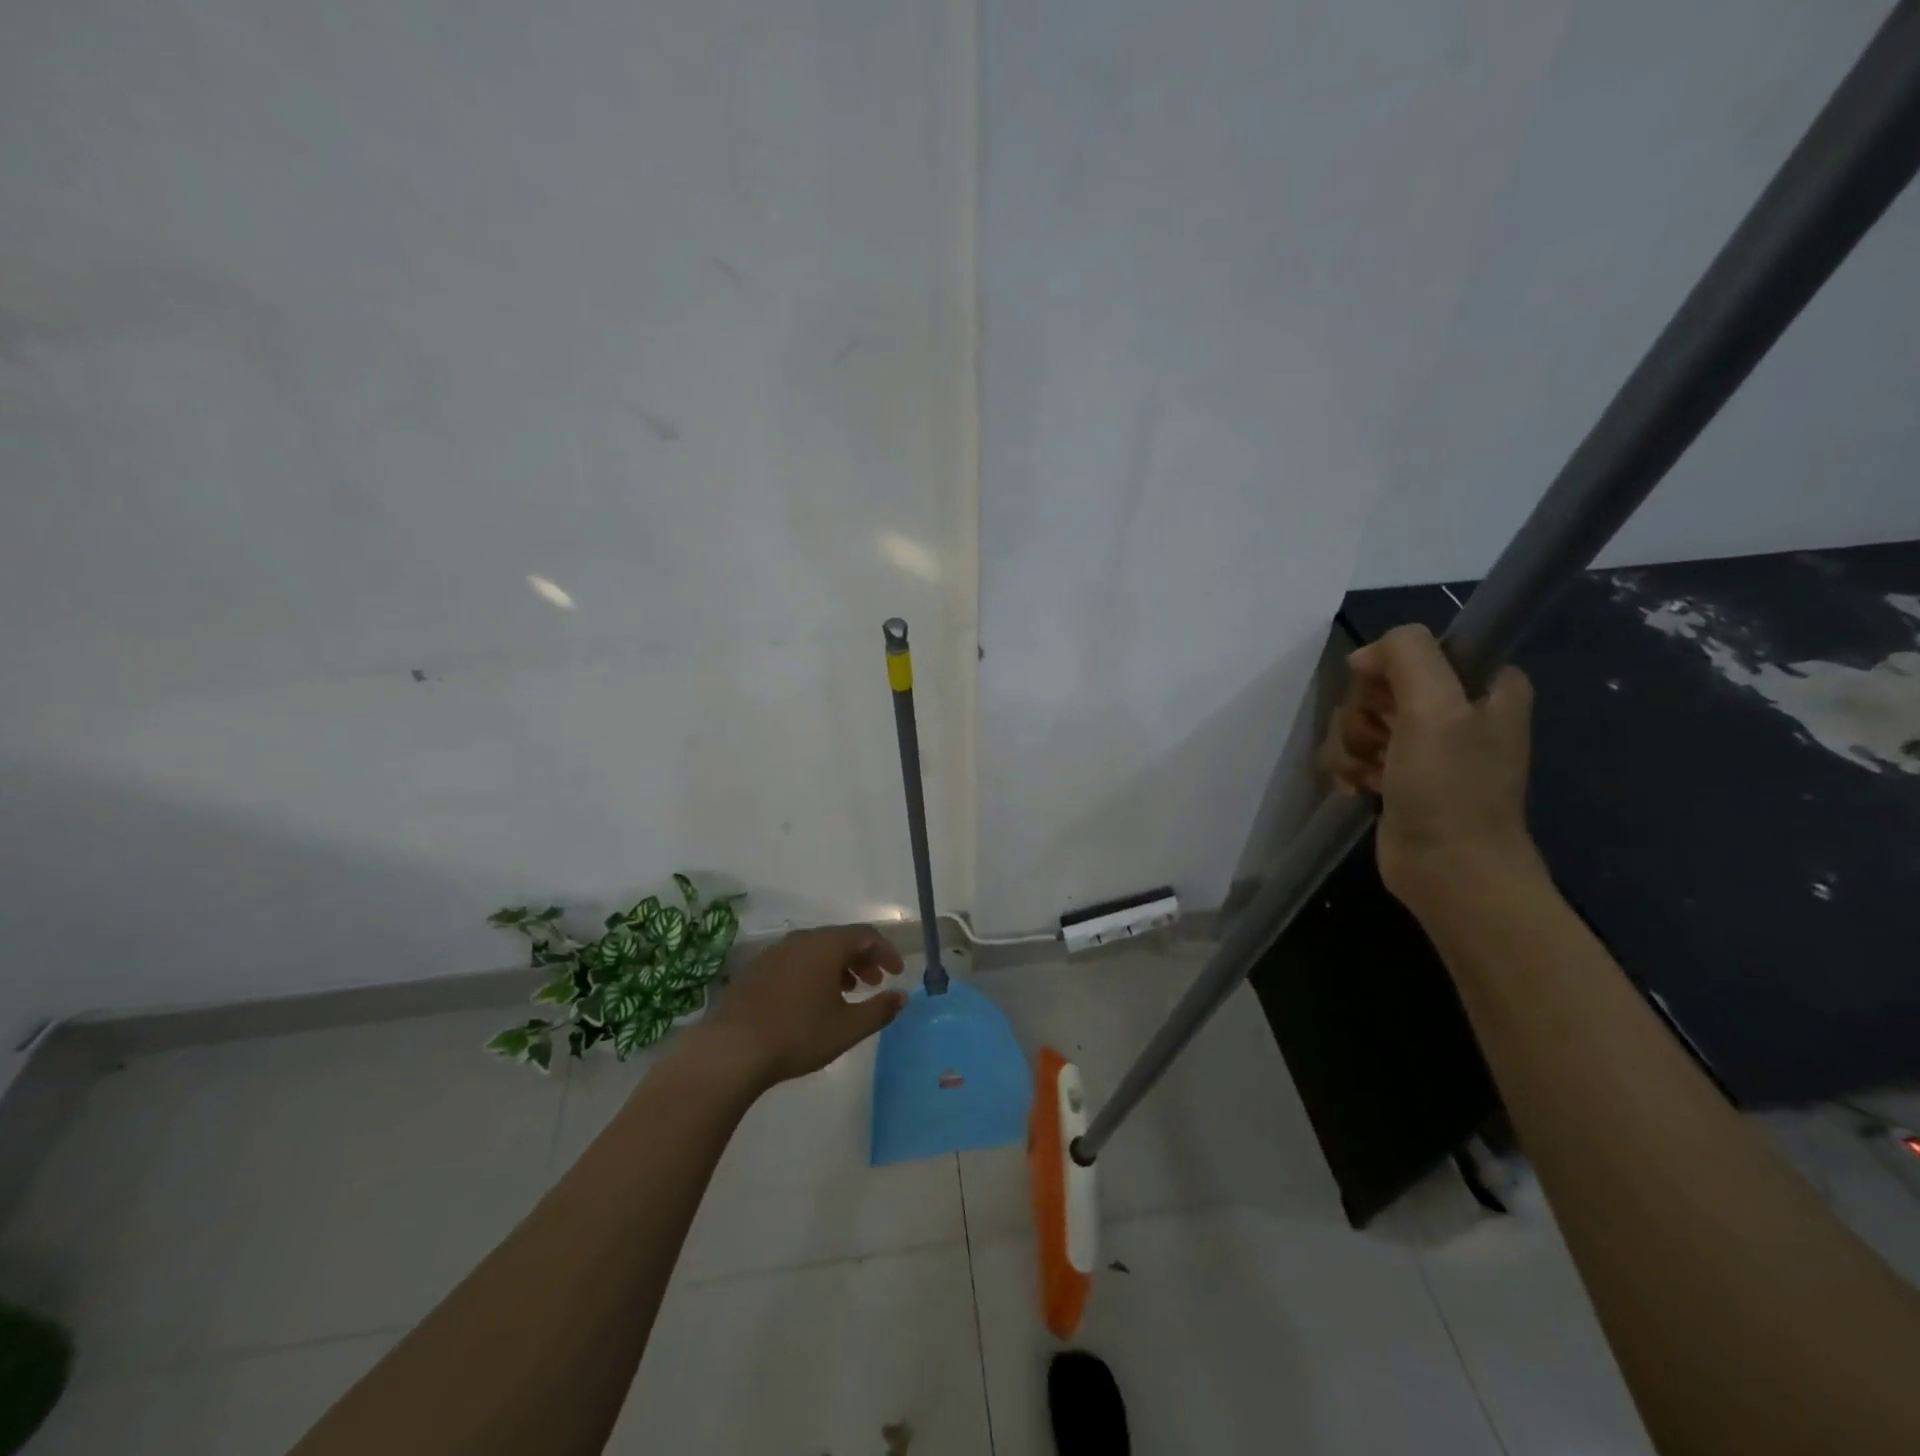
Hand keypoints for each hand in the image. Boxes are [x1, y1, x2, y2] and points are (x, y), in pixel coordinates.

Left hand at [682, 924, 906, 1091]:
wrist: (731, 1050)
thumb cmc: (797, 1034)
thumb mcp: (847, 1028)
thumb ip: (879, 1010)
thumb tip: (902, 996)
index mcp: (826, 945)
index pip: (866, 935)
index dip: (886, 951)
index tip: (897, 973)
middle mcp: (800, 940)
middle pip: (840, 939)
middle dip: (863, 959)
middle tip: (875, 984)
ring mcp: (774, 953)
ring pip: (816, 950)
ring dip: (838, 966)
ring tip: (846, 993)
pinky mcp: (756, 970)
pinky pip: (795, 961)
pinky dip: (813, 972)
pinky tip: (811, 1001)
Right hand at [1319, 623, 1540, 910]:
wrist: (1450, 871)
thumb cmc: (1450, 789)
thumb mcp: (1435, 708)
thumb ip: (1406, 656)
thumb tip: (1364, 657)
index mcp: (1482, 683)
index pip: (1414, 650)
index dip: (1388, 673)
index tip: (1389, 704)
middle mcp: (1455, 709)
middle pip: (1377, 687)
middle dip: (1365, 718)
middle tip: (1383, 746)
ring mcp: (1423, 745)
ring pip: (1358, 721)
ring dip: (1352, 748)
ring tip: (1372, 776)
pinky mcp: (1397, 775)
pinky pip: (1353, 752)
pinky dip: (1350, 769)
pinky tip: (1360, 789)